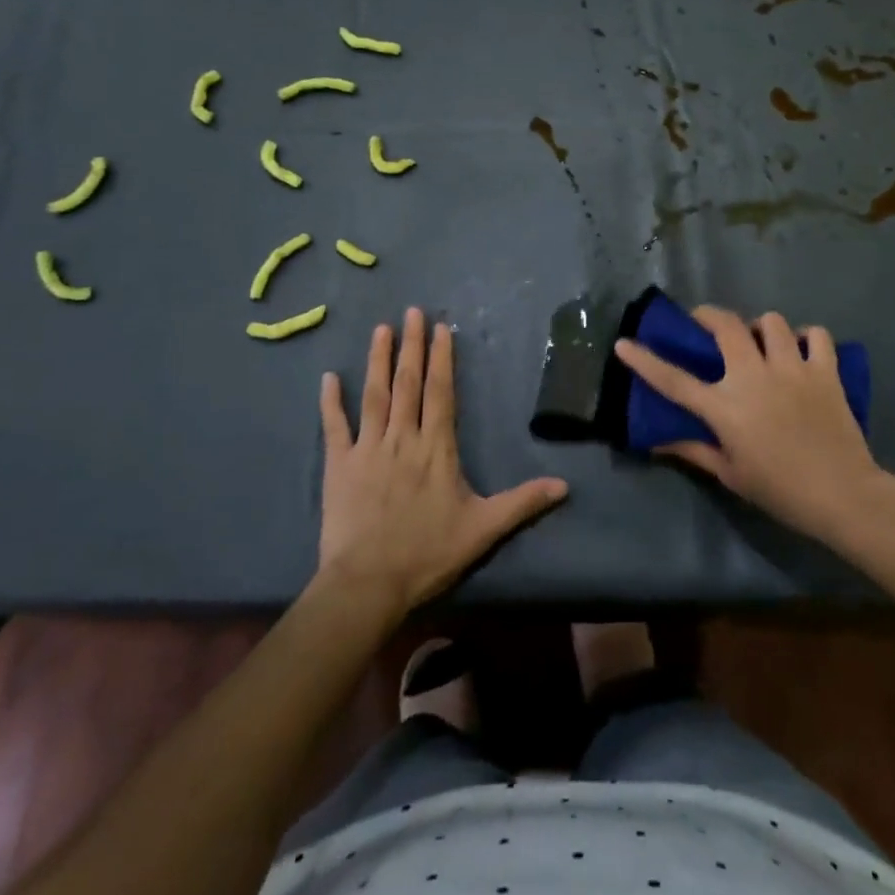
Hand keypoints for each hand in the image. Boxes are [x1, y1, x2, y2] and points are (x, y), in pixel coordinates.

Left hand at [318, 308, 567, 613]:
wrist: (368, 583)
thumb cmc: (428, 553)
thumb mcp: (483, 529)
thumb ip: (522, 502)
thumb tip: (564, 486)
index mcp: (436, 448)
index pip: (440, 392)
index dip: (441, 358)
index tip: (441, 328)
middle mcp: (403, 438)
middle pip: (408, 383)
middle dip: (412, 345)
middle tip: (412, 312)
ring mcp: (368, 449)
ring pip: (375, 395)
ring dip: (378, 360)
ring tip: (381, 329)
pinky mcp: (339, 465)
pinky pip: (335, 427)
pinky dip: (331, 402)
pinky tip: (329, 377)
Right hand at [614, 306, 886, 544]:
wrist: (842, 495)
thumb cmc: (780, 490)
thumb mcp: (731, 474)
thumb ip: (694, 450)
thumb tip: (657, 442)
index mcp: (725, 407)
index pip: (674, 379)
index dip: (644, 360)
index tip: (624, 343)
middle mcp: (753, 377)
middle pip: (726, 326)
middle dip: (709, 316)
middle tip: (705, 322)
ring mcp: (791, 369)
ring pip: (771, 322)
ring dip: (761, 327)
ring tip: (761, 341)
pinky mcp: (824, 370)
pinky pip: (816, 334)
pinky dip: (807, 337)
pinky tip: (801, 349)